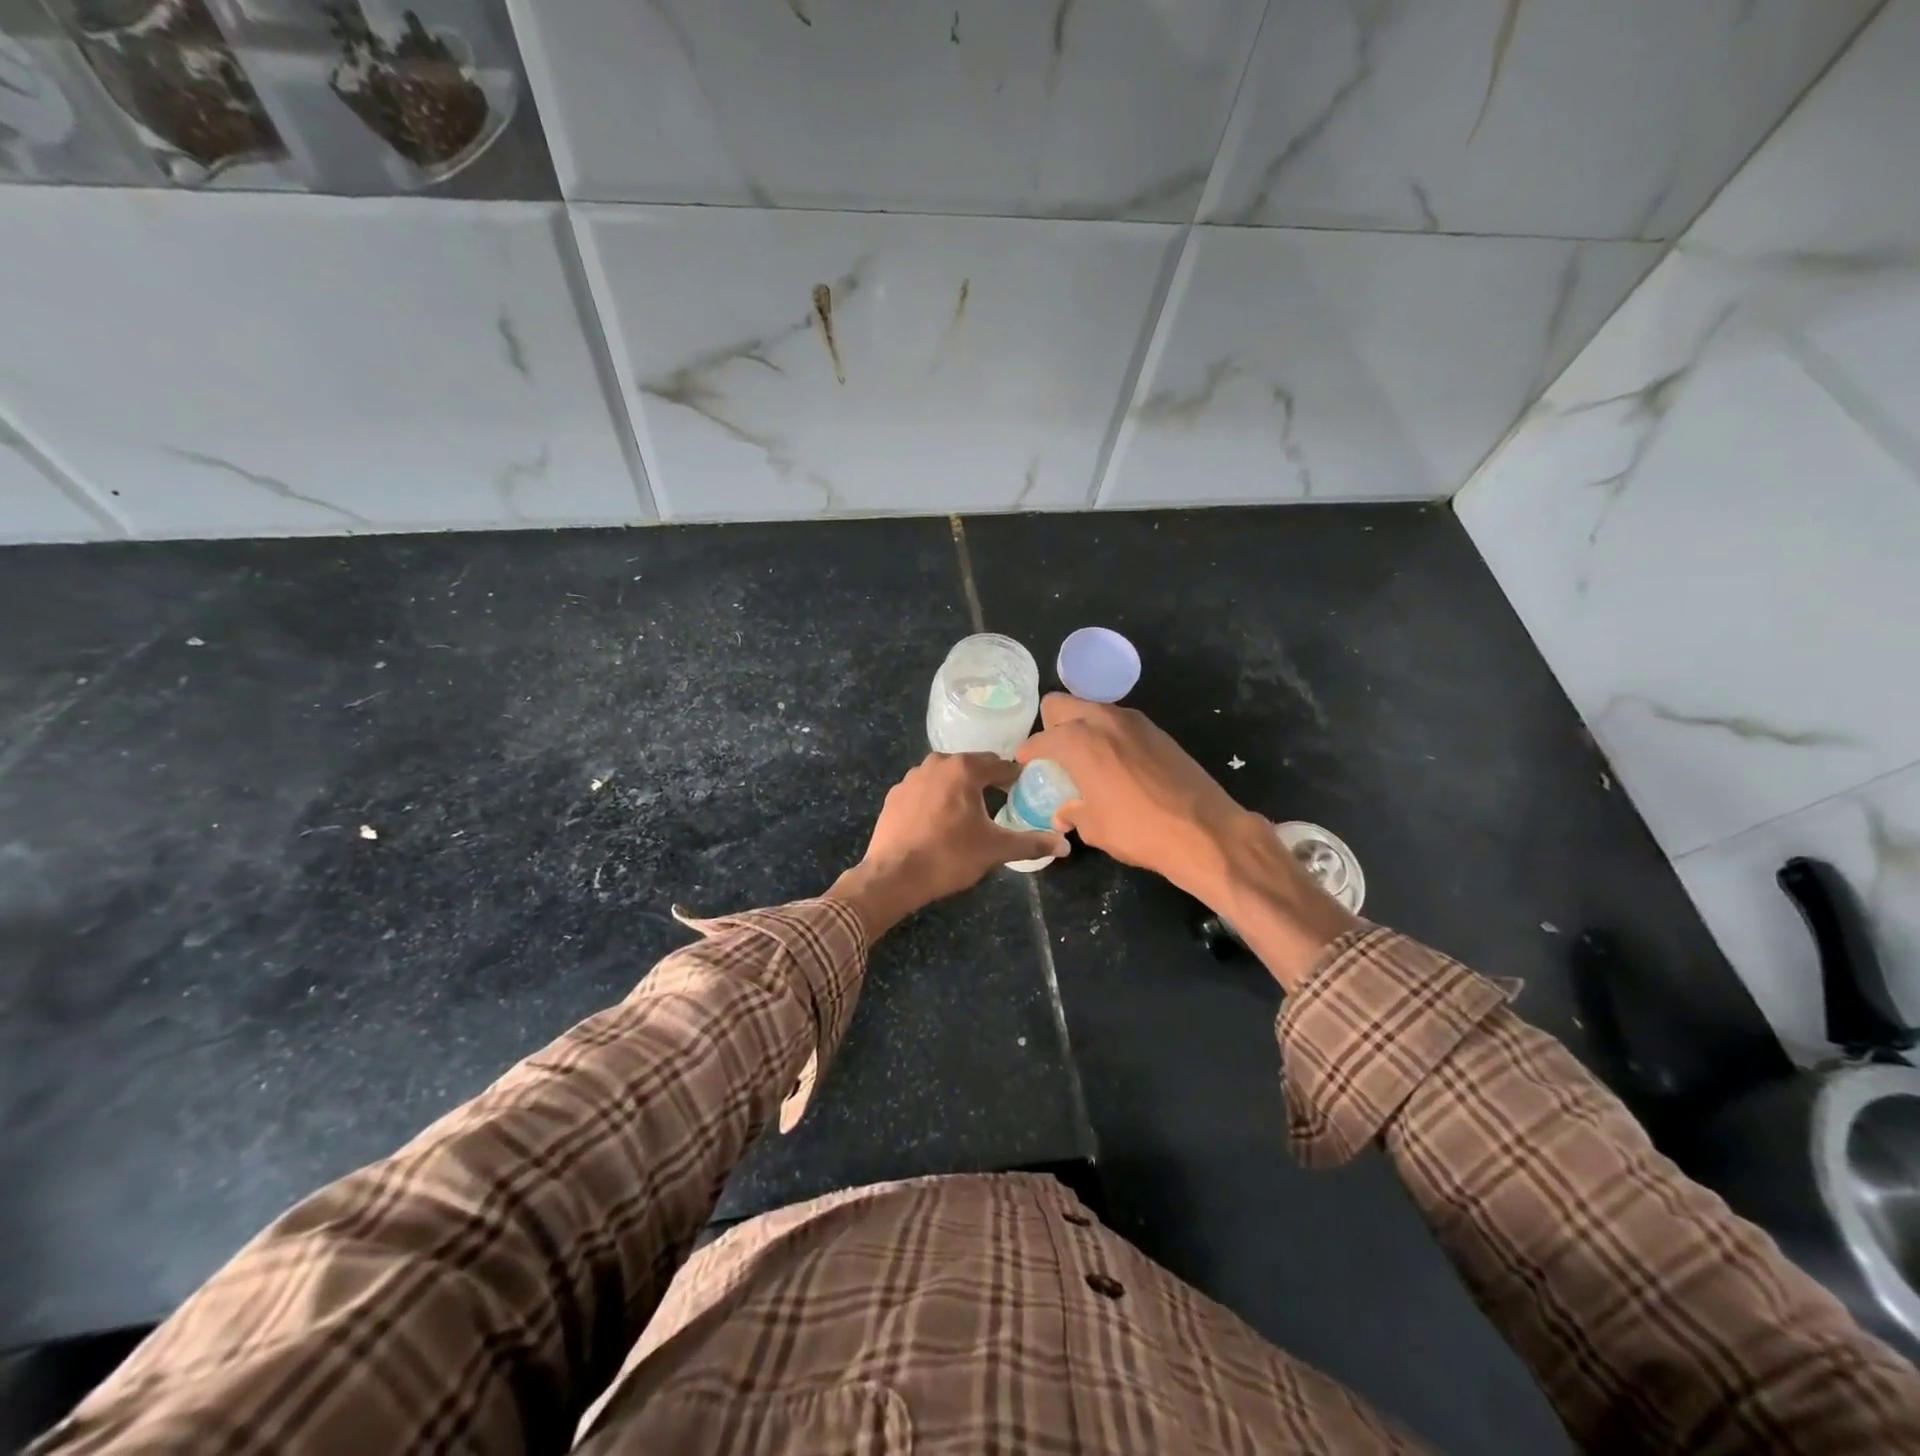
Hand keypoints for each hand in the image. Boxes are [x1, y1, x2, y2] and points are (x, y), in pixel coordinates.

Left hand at [827, 753, 1069, 940]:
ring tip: (973, 811)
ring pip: (945, 776)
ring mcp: (911, 777)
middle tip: (1002, 800)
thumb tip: (1065, 845)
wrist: (893, 876)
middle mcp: (936, 763)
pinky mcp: (895, 795)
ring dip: (960, 788)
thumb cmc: (949, 857)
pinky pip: (924, 790)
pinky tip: (940, 821)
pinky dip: (936, 799)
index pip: (1000, 764)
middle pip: (971, 765)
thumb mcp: (995, 849)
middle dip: (988, 780)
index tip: (1025, 789)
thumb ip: (1032, 843)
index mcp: (964, 769)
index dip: (1015, 777)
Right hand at [1017, 695, 1358, 989]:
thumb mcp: (1095, 828)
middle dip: (1051, 724)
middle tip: (1052, 753)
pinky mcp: (1157, 730)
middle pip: (1062, 704)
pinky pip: (1119, 723)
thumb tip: (1064, 813)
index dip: (1028, 752)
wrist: (1204, 830)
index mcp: (1079, 741)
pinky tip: (1114, 763)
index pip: (1040, 738)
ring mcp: (1134, 721)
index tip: (1024, 763)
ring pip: (1093, 709)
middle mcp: (1103, 720)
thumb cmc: (1139, 830)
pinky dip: (1108, 735)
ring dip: (1081, 726)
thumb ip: (1073, 813)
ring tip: (1083, 757)